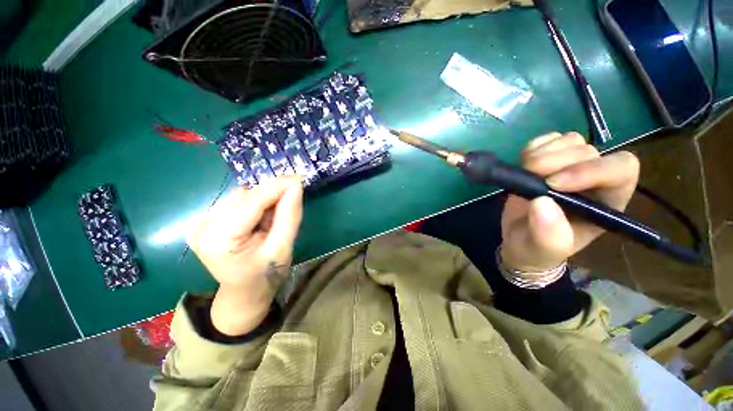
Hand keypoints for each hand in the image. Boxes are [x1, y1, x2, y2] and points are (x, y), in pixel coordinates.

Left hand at [188, 176, 302, 335]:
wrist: (245, 292)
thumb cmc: (266, 275)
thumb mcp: (283, 247)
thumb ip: (289, 216)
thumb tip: (296, 186)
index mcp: (218, 241)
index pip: (250, 203)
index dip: (276, 187)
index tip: (298, 178)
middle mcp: (202, 228)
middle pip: (243, 197)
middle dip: (271, 193)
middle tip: (293, 194)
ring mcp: (200, 224)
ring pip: (240, 196)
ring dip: (263, 198)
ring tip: (276, 213)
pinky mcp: (205, 221)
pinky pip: (236, 201)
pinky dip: (255, 203)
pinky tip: (263, 215)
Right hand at [500, 132, 638, 271]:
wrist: (520, 239)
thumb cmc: (538, 248)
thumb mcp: (543, 249)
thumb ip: (549, 234)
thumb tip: (542, 202)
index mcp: (606, 202)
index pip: (621, 169)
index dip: (591, 170)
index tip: (553, 184)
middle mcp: (594, 179)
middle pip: (588, 151)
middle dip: (555, 161)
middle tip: (529, 176)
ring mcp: (570, 165)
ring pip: (569, 140)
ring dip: (542, 153)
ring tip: (525, 172)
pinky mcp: (549, 159)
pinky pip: (548, 139)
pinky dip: (533, 146)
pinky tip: (523, 163)